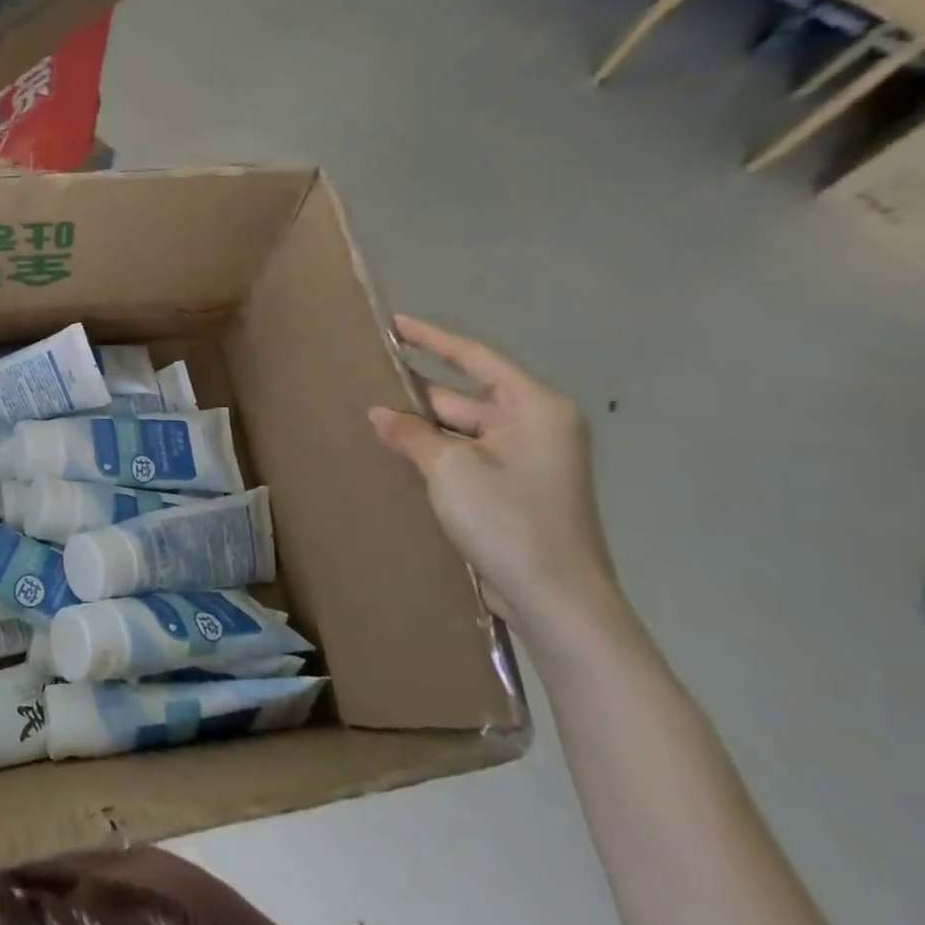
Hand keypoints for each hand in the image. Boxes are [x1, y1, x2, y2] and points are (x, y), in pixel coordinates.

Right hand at [368, 316, 631, 659]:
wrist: (555, 600)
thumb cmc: (508, 519)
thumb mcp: (449, 468)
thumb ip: (411, 433)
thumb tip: (380, 413)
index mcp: (535, 408)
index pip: (475, 359)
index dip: (432, 339)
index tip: (393, 325)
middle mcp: (537, 427)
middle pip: (468, 396)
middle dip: (419, 391)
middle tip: (368, 378)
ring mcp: (528, 462)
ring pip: (464, 430)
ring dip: (424, 426)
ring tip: (373, 415)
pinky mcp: (516, 492)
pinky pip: (469, 457)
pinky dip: (436, 453)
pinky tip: (398, 454)